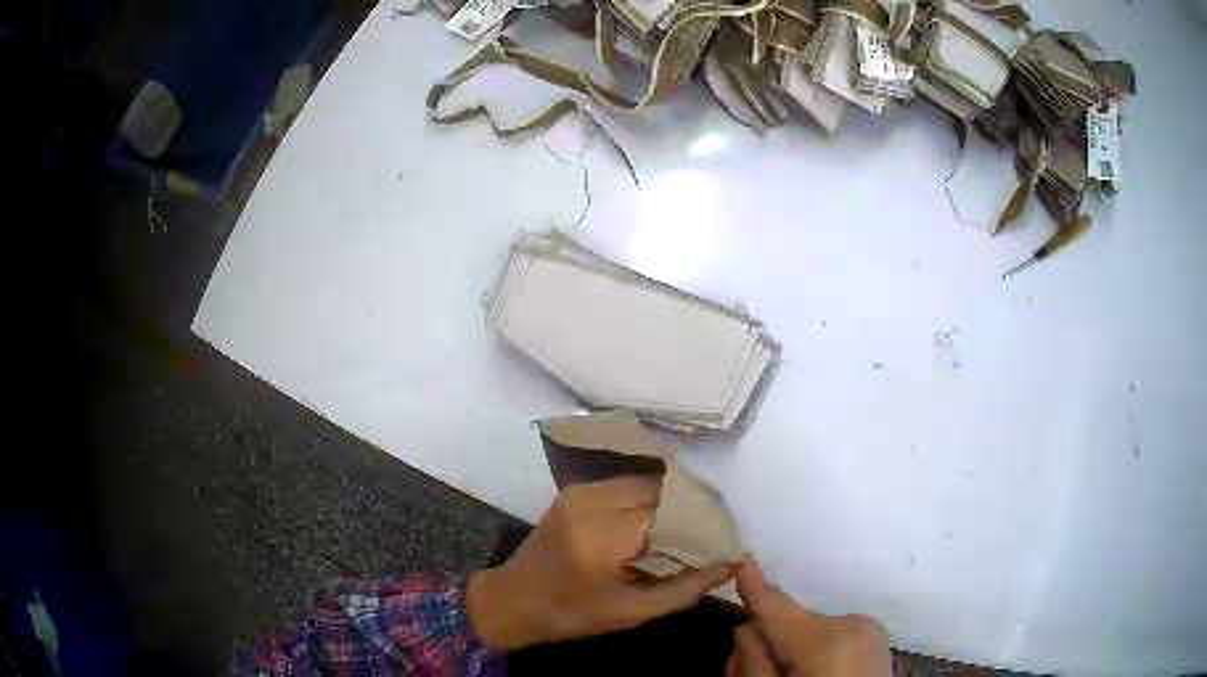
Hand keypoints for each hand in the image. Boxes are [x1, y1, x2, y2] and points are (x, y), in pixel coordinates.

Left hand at [466, 476, 735, 649]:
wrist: (513, 599)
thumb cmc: (571, 614)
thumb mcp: (630, 612)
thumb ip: (684, 589)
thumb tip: (728, 566)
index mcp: (602, 537)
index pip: (670, 511)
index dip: (703, 520)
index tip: (726, 535)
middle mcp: (591, 503)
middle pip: (660, 488)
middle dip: (692, 505)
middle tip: (714, 527)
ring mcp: (580, 491)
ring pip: (645, 480)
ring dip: (672, 498)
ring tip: (693, 522)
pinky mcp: (575, 490)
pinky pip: (625, 484)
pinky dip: (650, 496)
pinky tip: (662, 517)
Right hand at [727, 556, 890, 676]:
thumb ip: (753, 663)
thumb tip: (746, 629)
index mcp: (828, 639)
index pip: (779, 607)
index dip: (755, 587)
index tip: (742, 559)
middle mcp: (853, 624)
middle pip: (792, 623)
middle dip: (769, 639)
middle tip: (750, 666)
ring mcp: (870, 631)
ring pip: (811, 631)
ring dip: (791, 648)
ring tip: (786, 674)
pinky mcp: (875, 641)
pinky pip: (832, 638)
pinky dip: (813, 652)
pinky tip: (809, 674)